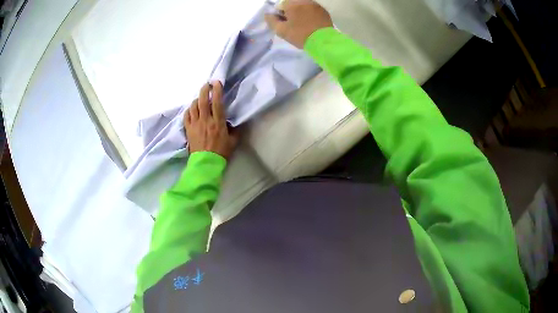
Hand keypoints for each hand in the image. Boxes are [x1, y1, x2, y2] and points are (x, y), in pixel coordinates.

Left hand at [184, 82, 238, 159]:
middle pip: (202, 100)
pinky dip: (189, 110)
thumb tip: (236, 122)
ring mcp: (195, 124)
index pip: (217, 102)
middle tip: (207, 84)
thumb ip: (235, 130)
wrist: (206, 163)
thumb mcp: (233, 141)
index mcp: (217, 122)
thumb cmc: (221, 152)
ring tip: (199, 98)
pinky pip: (186, 115)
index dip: (217, 90)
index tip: (217, 83)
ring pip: (193, 106)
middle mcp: (205, 120)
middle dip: (204, 90)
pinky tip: (191, 109)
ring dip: (196, 99)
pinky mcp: (188, 129)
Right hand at [265, 0, 332, 48]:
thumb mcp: (281, 30)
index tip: (284, 23)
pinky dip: (310, 14)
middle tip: (293, 24)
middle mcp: (304, 0)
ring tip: (302, 24)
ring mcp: (316, 5)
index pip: (281, 5)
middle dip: (291, 12)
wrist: (323, 41)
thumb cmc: (300, 35)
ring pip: (303, 6)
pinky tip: (311, 23)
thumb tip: (268, 14)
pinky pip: (313, 10)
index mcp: (292, 3)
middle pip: (293, 4)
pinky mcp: (324, 11)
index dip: (280, 14)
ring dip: (301, 12)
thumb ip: (271, 20)